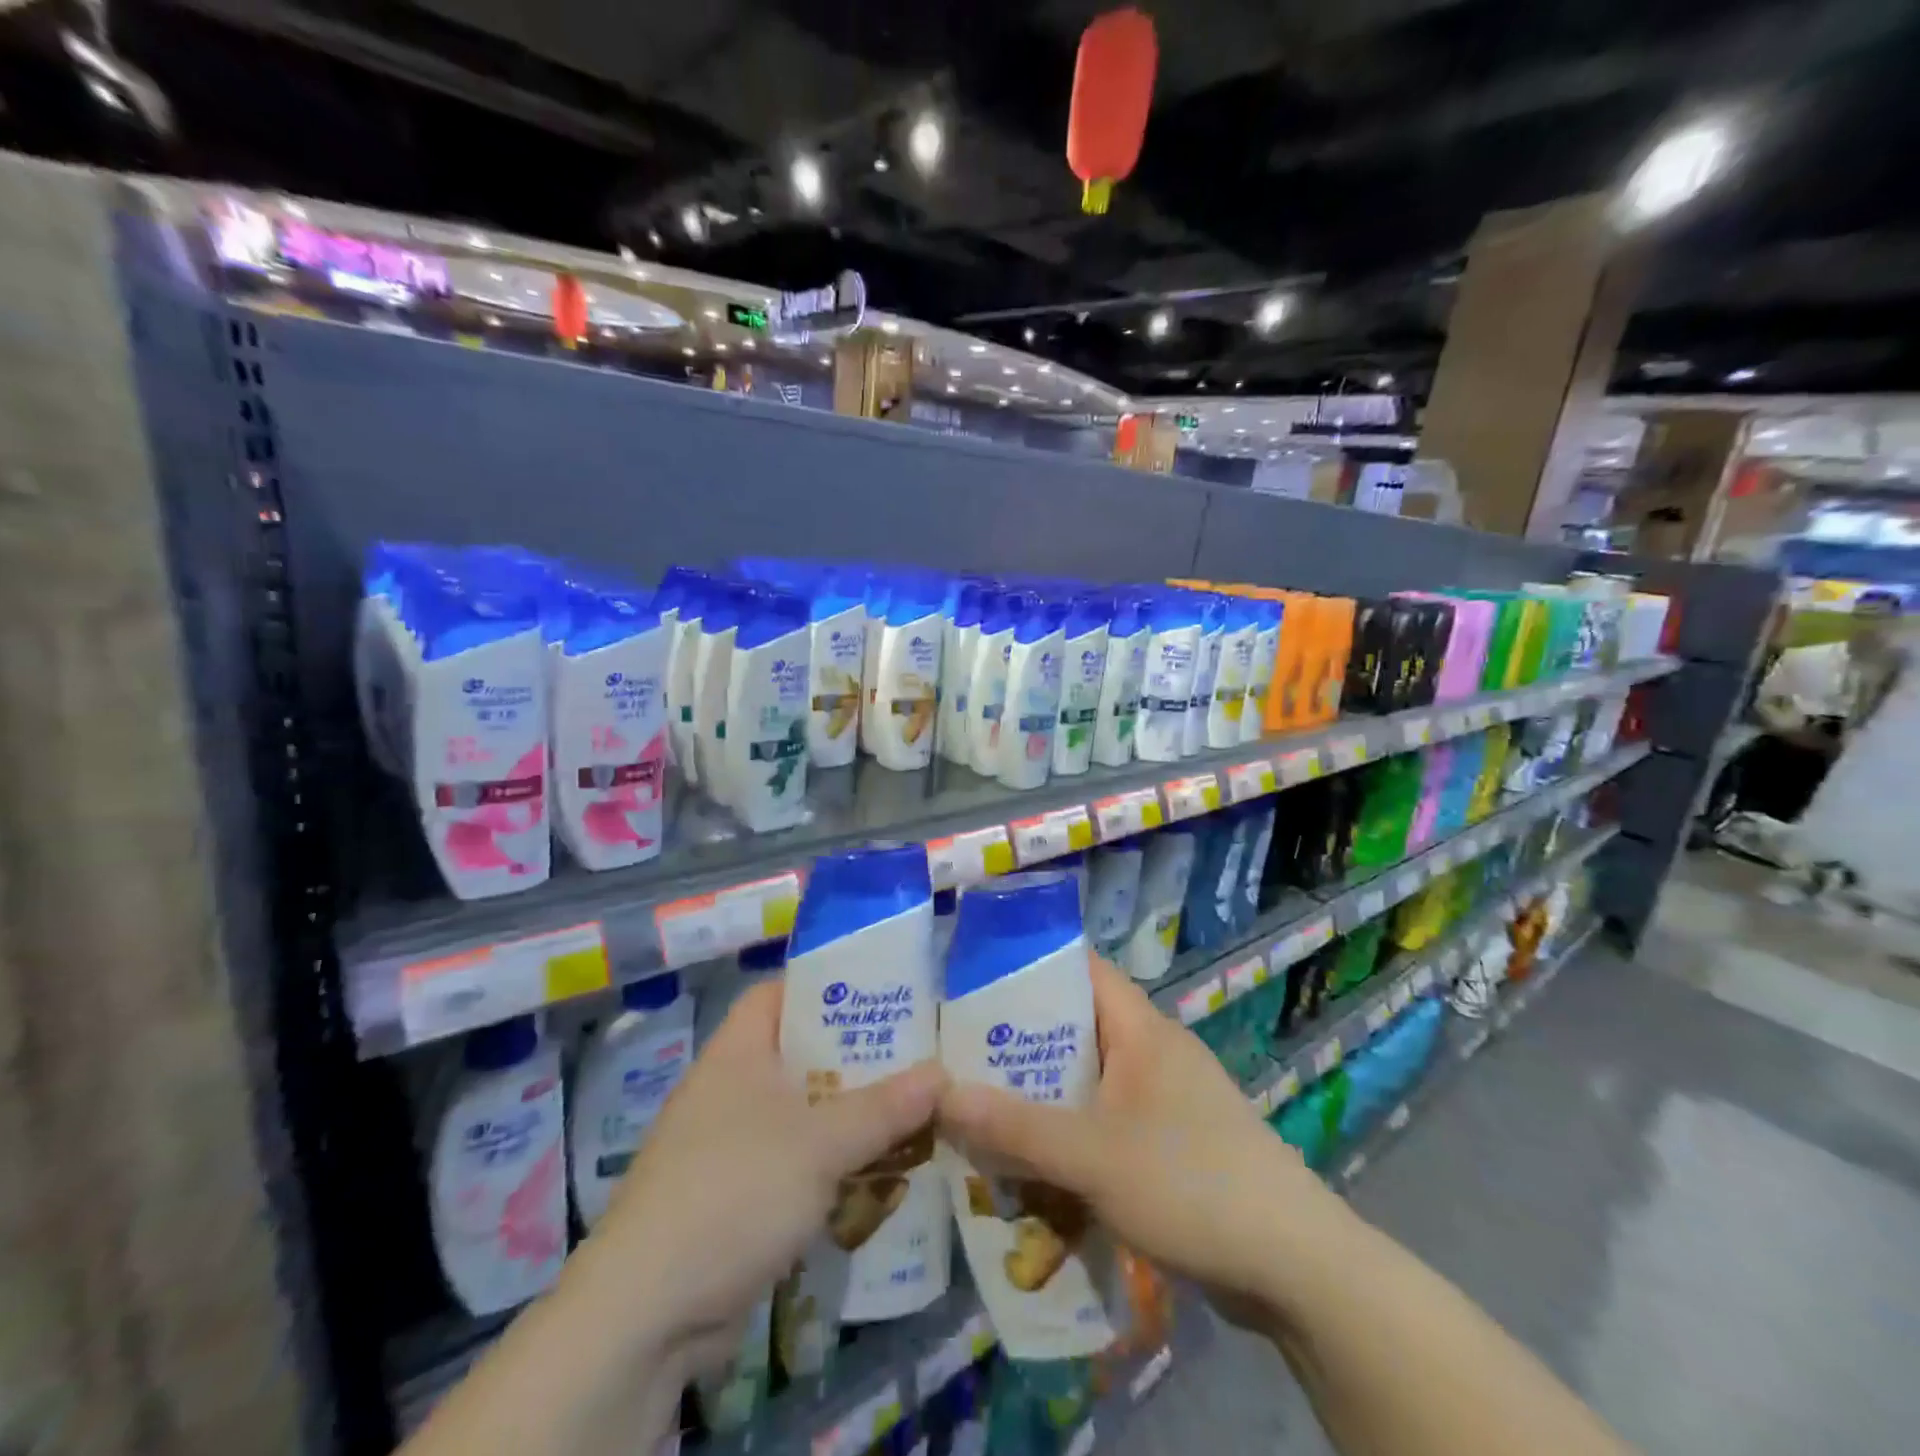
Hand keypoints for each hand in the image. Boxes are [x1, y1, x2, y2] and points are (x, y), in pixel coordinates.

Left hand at [586, 980, 945, 1374]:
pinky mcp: (735, 1197)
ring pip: (802, 1113)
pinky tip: (876, 1175)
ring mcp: (728, 1145)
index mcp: (738, 1052)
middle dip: (855, 1058)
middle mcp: (730, 1089)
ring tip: (910, 1112)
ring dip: (849, 1117)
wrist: (648, 1313)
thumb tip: (942, 1074)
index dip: (824, 986)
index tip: (879, 993)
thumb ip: (884, 1108)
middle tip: (914, 1055)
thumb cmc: (735, 1191)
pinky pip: (794, 1163)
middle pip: (800, 1054)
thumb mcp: (821, 1143)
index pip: (779, 993)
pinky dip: (830, 1165)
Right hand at [938, 954, 1343, 1319]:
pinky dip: (1070, 1130)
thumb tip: (939, 1095)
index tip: (971, 978)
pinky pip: (1107, 1119)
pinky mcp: (1173, 1142)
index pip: (1081, 968)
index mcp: (1141, 1029)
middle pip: (1077, 1025)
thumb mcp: (1092, 1156)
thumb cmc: (1192, 1184)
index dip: (1029, 964)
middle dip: (1021, 1038)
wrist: (1297, 1268)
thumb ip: (1015, 1127)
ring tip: (982, 1104)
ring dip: (1043, 1091)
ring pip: (1089, 1078)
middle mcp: (1154, 1051)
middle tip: (959, 1051)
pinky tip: (1034, 1159)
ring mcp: (1167, 1098)